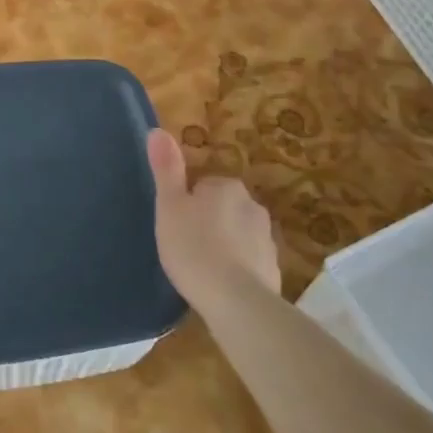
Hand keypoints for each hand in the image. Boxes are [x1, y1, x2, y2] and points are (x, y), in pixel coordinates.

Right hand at [146, 128, 280, 313]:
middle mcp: (253, 206)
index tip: (175, 225)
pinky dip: (236, 269)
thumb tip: (157, 131)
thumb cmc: (194, 247)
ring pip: (237, 235)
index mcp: (227, 187)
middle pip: (222, 209)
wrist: (236, 302)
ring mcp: (267, 239)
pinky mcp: (274, 270)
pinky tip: (220, 286)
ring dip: (223, 245)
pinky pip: (249, 261)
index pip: (202, 186)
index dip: (186, 205)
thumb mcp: (169, 205)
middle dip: (207, 223)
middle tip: (185, 246)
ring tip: (201, 268)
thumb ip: (165, 169)